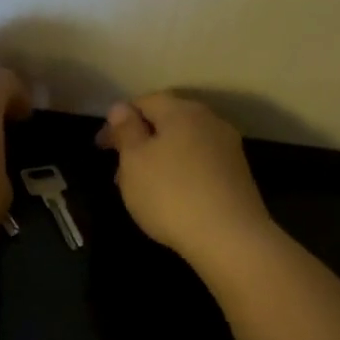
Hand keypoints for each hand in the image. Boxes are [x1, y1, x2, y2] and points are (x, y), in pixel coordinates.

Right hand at [96, 93, 275, 266]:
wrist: (230, 238)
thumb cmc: (171, 194)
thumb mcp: (134, 161)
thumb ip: (126, 131)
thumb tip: (121, 108)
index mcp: (182, 111)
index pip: (145, 101)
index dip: (119, 120)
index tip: (101, 146)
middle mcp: (209, 121)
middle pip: (168, 120)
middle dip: (141, 140)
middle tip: (119, 169)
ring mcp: (228, 148)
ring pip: (184, 143)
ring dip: (160, 158)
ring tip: (141, 187)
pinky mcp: (238, 175)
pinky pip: (200, 163)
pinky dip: (180, 172)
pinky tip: (171, 196)